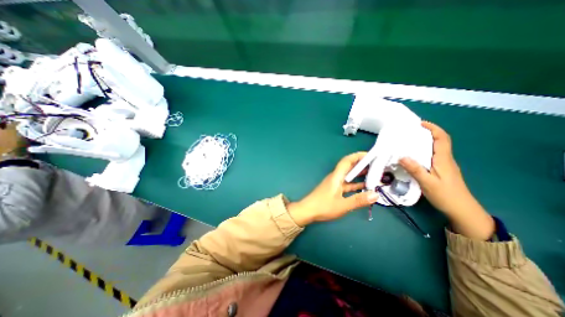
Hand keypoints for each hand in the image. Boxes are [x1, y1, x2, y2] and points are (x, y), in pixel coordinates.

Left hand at [287, 152, 378, 226]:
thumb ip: (358, 200)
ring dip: (359, 175)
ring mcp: (334, 184)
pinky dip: (355, 184)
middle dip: (362, 165)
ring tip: (374, 175)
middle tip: (376, 165)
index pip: (347, 161)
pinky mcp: (334, 190)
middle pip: (349, 167)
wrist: (307, 211)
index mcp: (336, 177)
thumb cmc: (323, 206)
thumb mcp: (342, 205)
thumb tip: (376, 194)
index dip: (357, 156)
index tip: (370, 155)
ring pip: (349, 176)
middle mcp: (335, 178)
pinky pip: (347, 184)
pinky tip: (364, 188)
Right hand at [397, 121, 495, 240]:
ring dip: (423, 142)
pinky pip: (431, 156)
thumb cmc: (446, 196)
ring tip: (407, 142)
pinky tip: (412, 156)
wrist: (462, 211)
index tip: (420, 123)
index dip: (433, 128)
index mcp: (443, 159)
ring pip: (435, 149)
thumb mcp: (428, 183)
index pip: (441, 138)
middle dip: (426, 133)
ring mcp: (444, 165)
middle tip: (409, 132)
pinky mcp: (441, 171)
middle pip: (438, 141)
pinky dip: (422, 151)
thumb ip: (415, 169)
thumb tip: (401, 156)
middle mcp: (445, 159)